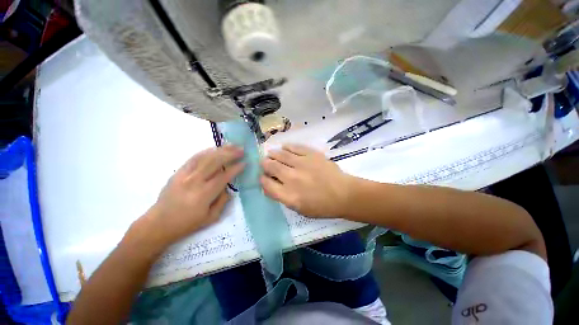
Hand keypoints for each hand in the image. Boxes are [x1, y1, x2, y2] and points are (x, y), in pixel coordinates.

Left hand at [142, 146, 244, 246]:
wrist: (159, 223)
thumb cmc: (187, 223)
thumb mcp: (211, 218)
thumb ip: (223, 201)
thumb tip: (228, 187)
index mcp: (204, 194)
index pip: (223, 176)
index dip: (235, 168)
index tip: (245, 163)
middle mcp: (194, 181)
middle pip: (215, 162)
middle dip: (230, 154)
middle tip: (241, 150)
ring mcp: (184, 175)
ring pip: (205, 157)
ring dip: (220, 150)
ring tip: (231, 145)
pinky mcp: (178, 172)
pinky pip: (194, 158)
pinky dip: (206, 151)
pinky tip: (214, 148)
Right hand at [260, 144, 351, 217]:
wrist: (343, 194)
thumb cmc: (322, 206)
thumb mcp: (299, 209)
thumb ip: (282, 198)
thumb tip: (270, 186)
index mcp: (289, 195)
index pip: (267, 184)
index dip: (262, 179)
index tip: (263, 177)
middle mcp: (292, 178)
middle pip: (271, 166)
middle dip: (265, 164)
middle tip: (265, 162)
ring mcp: (302, 164)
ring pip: (280, 155)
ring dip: (273, 154)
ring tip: (271, 153)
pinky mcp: (311, 154)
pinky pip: (294, 147)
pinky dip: (287, 147)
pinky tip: (284, 147)